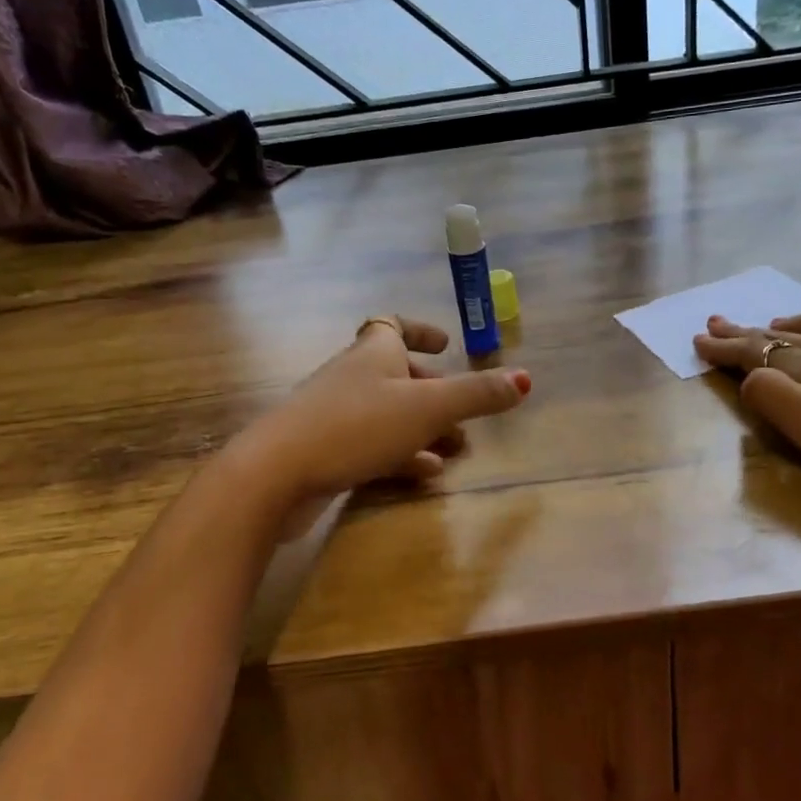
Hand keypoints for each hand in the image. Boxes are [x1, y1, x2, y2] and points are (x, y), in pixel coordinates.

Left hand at [229, 316, 530, 521]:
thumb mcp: (426, 408)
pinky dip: (401, 455)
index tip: (446, 343)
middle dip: (433, 392)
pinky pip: (372, 446)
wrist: (275, 474)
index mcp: (371, 354)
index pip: (392, 325)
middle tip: (463, 413)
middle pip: (396, 374)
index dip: (420, 330)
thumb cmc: (355, 426)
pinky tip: (424, 474)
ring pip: (388, 414)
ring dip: (422, 429)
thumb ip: (475, 394)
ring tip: (455, 449)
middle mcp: (351, 377)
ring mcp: (334, 415)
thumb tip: (524, 378)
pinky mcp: (324, 452)